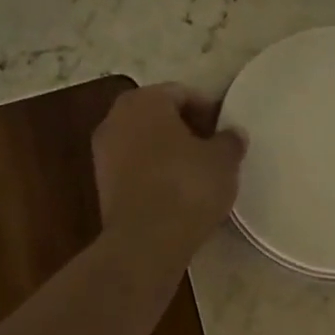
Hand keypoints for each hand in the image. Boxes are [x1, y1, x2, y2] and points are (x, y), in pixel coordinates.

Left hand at [93, 83, 245, 263]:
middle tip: (213, 150)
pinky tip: (178, 194)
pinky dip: (155, 175)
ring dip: (169, 153)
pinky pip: (136, 169)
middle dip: (186, 130)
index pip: (182, 94)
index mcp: (144, 101)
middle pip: (158, 117)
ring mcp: (103, 153)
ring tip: (198, 174)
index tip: (226, 132)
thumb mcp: (223, 160)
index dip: (208, 111)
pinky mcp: (102, 186)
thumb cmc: (187, 186)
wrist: (146, 241)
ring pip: (145, 144)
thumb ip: (230, 141)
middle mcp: (115, 119)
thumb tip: (232, 134)